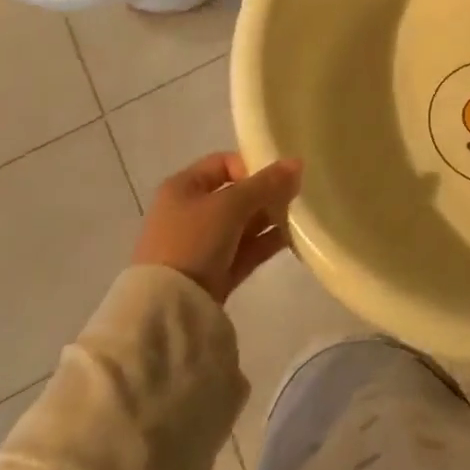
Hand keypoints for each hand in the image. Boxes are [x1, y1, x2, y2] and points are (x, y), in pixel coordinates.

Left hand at [131, 153, 301, 302]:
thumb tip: (297, 163)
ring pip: (244, 223)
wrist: (169, 306)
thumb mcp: (230, 205)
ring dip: (270, 218)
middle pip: (236, 194)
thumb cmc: (194, 240)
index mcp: (183, 188)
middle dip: (266, 194)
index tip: (276, 178)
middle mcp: (190, 212)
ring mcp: (202, 244)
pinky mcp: (215, 271)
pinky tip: (292, 238)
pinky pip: (246, 249)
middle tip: (295, 197)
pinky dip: (266, 242)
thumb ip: (266, 184)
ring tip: (299, 217)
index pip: (223, 164)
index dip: (251, 166)